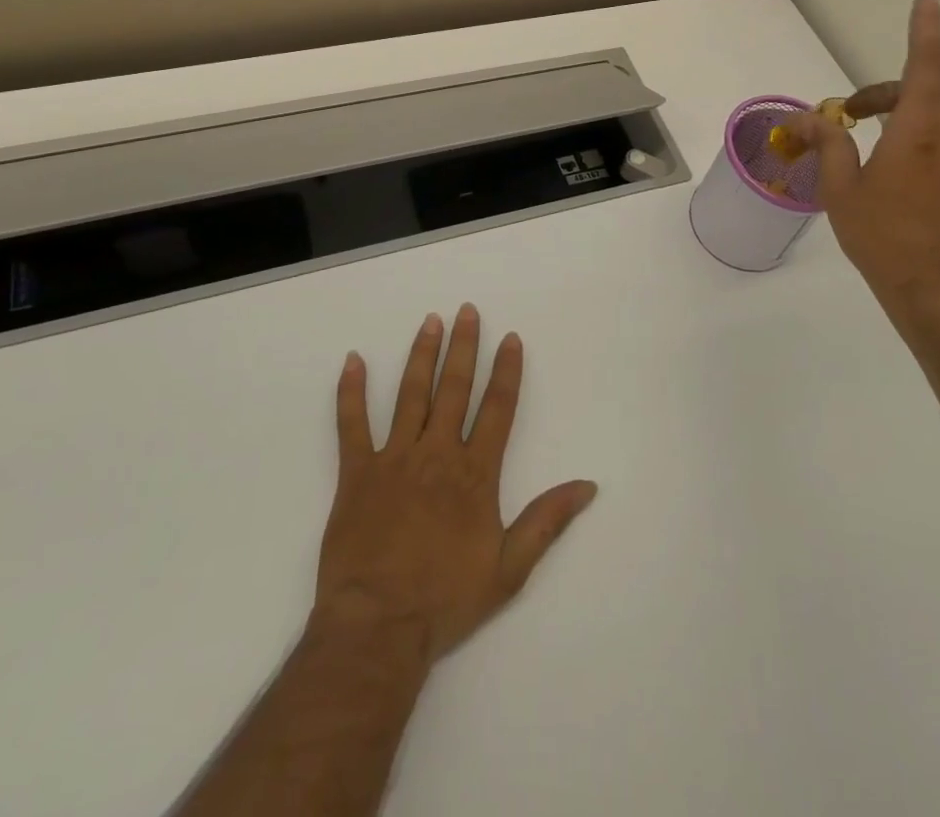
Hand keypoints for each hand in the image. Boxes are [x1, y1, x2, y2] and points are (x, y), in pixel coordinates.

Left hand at [314, 305, 597, 662]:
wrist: (378, 628)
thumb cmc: (446, 598)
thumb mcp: (510, 568)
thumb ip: (547, 521)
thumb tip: (588, 486)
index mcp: (475, 473)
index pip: (497, 408)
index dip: (506, 371)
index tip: (510, 338)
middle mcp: (437, 453)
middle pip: (454, 389)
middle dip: (463, 347)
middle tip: (467, 311)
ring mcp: (394, 458)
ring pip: (411, 395)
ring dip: (421, 355)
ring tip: (430, 322)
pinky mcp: (356, 473)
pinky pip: (352, 424)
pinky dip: (351, 391)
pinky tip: (352, 360)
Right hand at [785, 0, 939, 322]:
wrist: (935, 292)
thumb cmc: (881, 236)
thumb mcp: (841, 189)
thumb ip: (829, 143)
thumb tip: (810, 117)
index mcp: (920, 131)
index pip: (926, 65)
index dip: (925, 26)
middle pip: (917, 98)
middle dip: (878, 100)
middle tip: (843, 122)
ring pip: (929, 126)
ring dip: (896, 128)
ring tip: (863, 163)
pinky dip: (915, 151)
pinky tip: (893, 186)